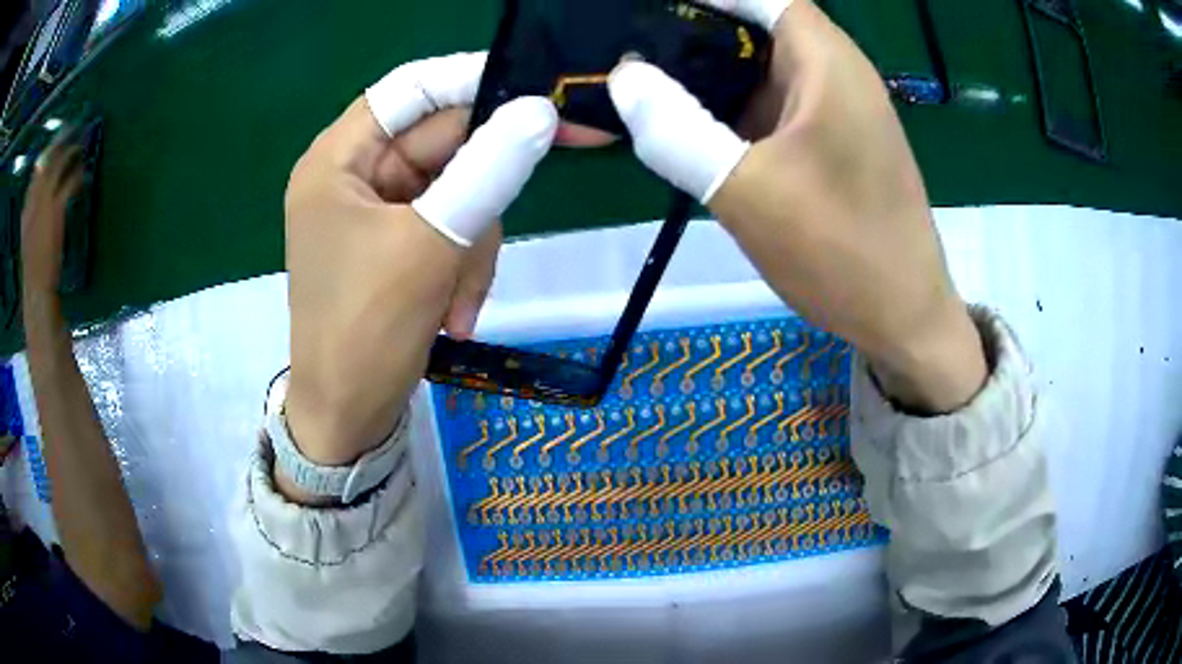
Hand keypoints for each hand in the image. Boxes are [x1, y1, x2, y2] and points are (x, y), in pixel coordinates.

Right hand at [21, 139, 84, 299]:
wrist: (37, 289)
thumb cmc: (33, 267)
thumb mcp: (27, 236)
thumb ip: (31, 213)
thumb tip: (40, 197)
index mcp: (27, 207)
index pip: (37, 168)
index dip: (48, 150)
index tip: (58, 139)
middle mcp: (35, 198)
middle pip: (49, 157)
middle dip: (62, 140)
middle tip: (74, 129)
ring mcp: (45, 202)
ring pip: (60, 164)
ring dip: (72, 152)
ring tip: (81, 148)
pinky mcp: (56, 209)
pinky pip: (70, 181)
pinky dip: (78, 175)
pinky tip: (83, 175)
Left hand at [284, 53, 557, 465]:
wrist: (348, 418)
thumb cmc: (365, 333)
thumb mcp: (428, 246)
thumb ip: (486, 172)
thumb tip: (539, 112)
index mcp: (339, 159)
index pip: (412, 88)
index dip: (474, 79)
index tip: (539, 91)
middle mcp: (356, 173)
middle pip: (444, 142)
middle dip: (483, 190)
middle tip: (541, 185)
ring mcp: (378, 210)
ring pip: (459, 190)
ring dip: (473, 245)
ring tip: (458, 303)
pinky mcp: (399, 243)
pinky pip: (452, 229)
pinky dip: (463, 267)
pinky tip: (454, 313)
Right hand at [607, 0, 985, 411]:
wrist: (903, 318)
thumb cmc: (841, 250)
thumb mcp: (748, 190)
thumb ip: (678, 129)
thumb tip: (625, 76)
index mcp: (826, 61)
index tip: (647, 13)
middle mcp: (833, 73)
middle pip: (755, 28)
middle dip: (691, 35)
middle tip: (627, 55)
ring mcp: (833, 111)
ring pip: (759, 70)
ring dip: (705, 76)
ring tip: (639, 87)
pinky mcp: (828, 144)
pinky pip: (770, 109)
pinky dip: (727, 112)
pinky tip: (685, 130)